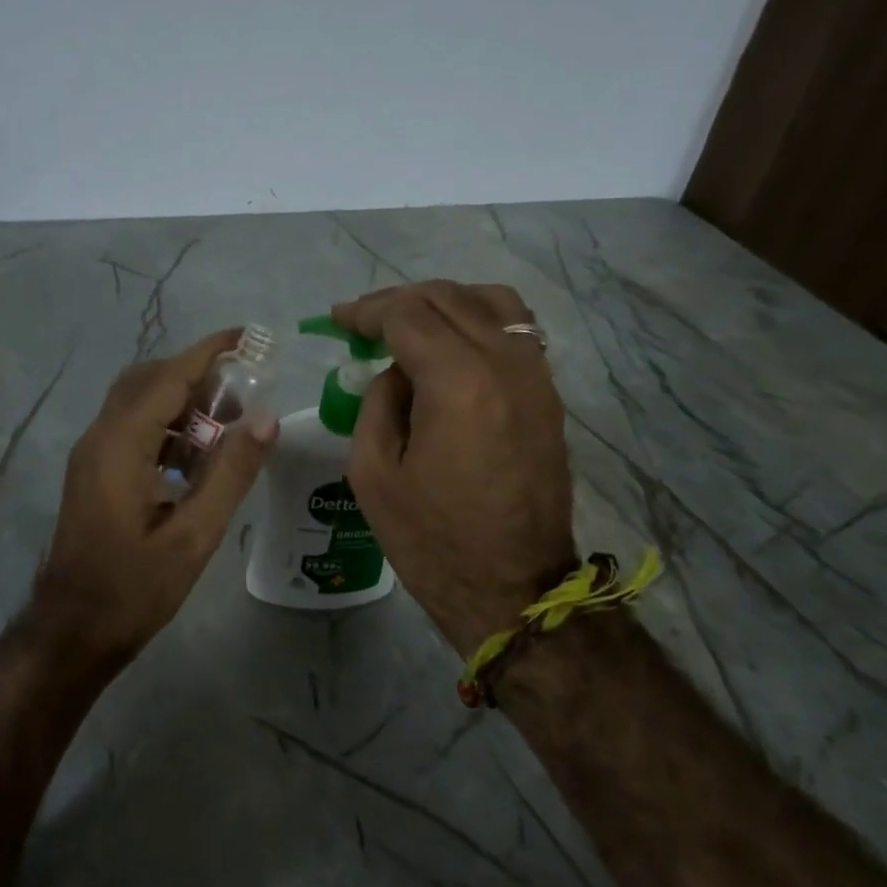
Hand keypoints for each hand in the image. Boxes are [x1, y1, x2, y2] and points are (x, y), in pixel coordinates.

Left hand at [38, 330, 274, 669]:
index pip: (167, 378)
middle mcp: (99, 438)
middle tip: (245, 386)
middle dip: (197, 374)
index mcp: (120, 447)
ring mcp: (91, 455)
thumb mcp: (193, 537)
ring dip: (182, 400)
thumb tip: (266, 420)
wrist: (73, 630)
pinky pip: (132, 429)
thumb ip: (230, 475)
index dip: (209, 353)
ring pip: (138, 403)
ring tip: (230, 421)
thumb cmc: (134, 590)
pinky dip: (167, 426)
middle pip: (148, 381)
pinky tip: (198, 456)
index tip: (248, 337)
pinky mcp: (94, 473)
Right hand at [333, 282, 576, 656]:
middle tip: (363, 323)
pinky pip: (516, 332)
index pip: (408, 315)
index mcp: (459, 382)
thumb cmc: (432, 540)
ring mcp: (536, 377)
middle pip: (449, 298)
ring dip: (444, 303)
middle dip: (399, 302)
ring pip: (492, 303)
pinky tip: (452, 346)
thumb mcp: (373, 473)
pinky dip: (479, 321)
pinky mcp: (548, 396)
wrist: (513, 588)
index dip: (366, 311)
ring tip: (410, 326)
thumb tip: (396, 372)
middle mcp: (506, 364)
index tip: (338, 320)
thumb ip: (377, 403)